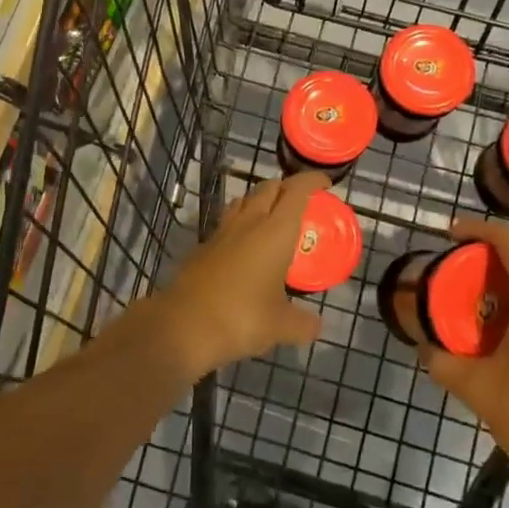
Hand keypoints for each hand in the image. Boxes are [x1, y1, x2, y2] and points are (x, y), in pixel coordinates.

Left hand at [141, 173, 326, 378]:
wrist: (183, 326)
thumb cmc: (241, 318)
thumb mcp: (280, 326)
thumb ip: (302, 323)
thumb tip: (317, 326)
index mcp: (275, 231)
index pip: (296, 191)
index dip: (312, 181)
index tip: (325, 184)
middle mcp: (249, 222)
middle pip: (268, 188)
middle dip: (286, 188)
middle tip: (300, 202)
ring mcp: (222, 232)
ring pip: (243, 201)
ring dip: (259, 200)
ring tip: (271, 216)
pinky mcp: (203, 247)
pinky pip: (226, 223)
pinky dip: (240, 223)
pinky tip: (243, 245)